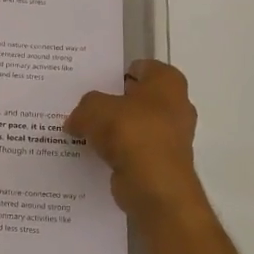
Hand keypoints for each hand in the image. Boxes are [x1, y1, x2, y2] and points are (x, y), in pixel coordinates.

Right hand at [65, 60, 204, 220]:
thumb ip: (84, 107)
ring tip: (84, 133)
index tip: (93, 83)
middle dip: (114, 103)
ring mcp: (172, 136)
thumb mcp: (94, 108)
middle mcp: (176, 105)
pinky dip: (118, 153)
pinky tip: (95, 156)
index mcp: (168, 82)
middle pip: (138, 98)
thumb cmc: (130, 132)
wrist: (154, 185)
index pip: (141, 67)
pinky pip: (135, 151)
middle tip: (84, 107)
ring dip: (115, 131)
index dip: (116, 73)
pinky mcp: (163, 163)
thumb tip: (76, 120)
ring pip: (136, 126)